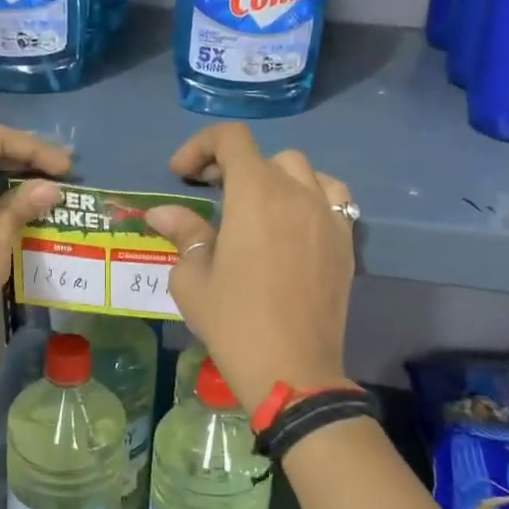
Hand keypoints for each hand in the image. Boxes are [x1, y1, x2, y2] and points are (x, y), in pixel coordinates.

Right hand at [145, 124, 355, 413]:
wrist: (292, 369)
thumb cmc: (234, 322)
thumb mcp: (193, 279)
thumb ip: (183, 234)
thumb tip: (162, 213)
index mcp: (255, 194)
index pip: (232, 139)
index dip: (201, 145)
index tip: (181, 174)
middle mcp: (297, 193)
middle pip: (266, 156)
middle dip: (233, 166)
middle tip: (211, 193)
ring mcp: (328, 216)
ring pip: (304, 172)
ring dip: (275, 178)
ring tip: (257, 205)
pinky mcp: (346, 241)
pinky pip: (332, 198)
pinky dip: (309, 197)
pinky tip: (293, 225)